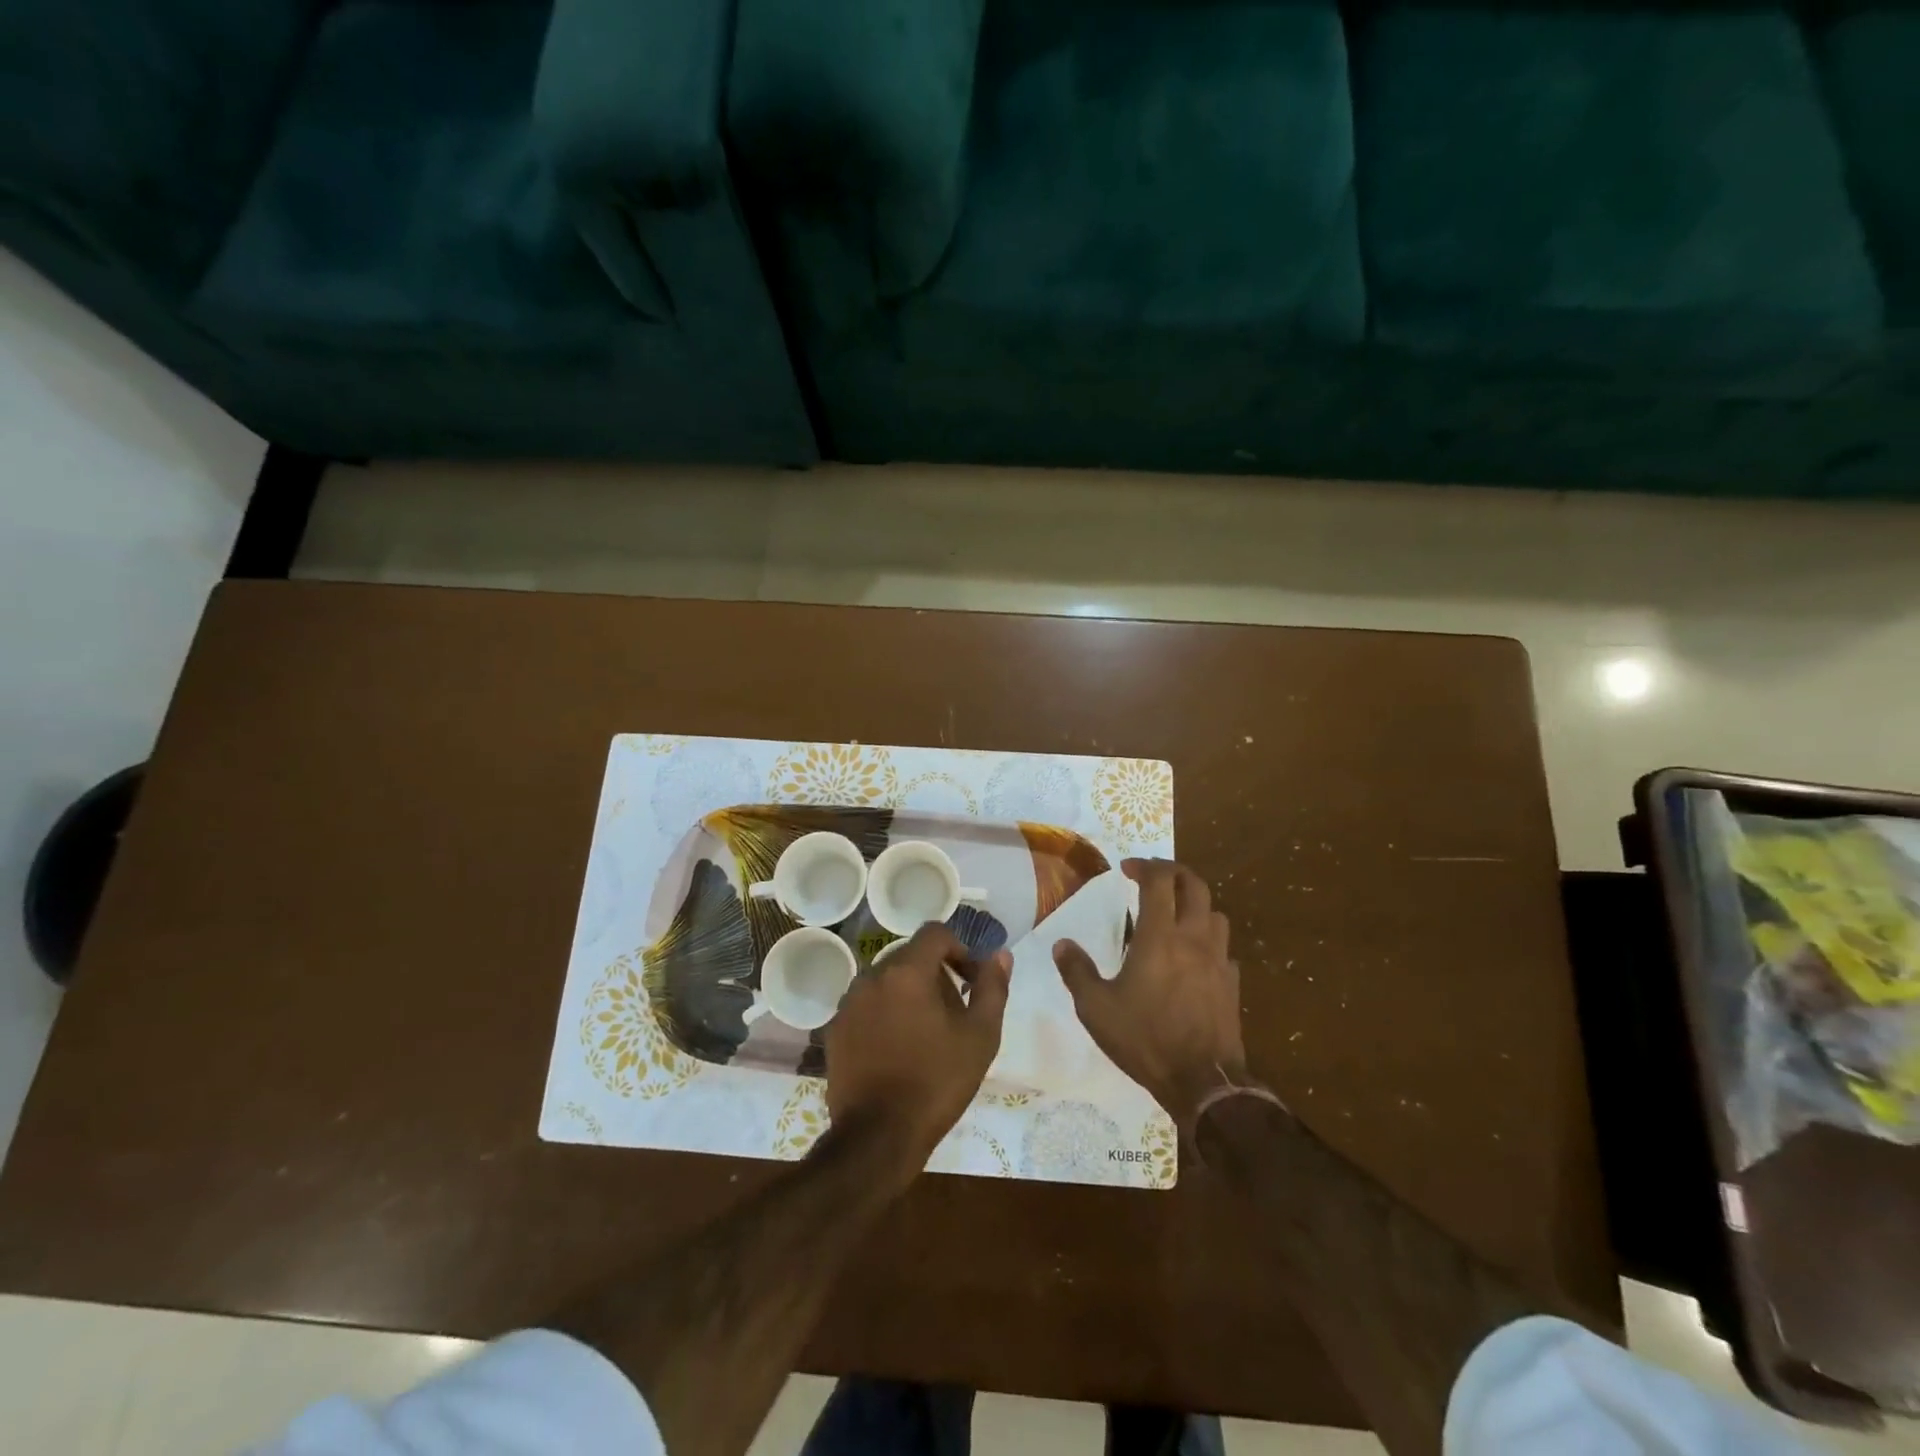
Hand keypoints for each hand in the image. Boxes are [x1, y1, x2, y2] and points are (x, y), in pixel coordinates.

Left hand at [824, 924, 1011, 1179]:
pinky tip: (898, 1049)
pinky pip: (868, 1005)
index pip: (935, 933)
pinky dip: (885, 1014)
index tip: (970, 981)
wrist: (878, 1136)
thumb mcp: (980, 1037)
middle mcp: (872, 975)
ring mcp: (849, 1002)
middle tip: (954, 1012)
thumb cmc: (936, 1082)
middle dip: (936, 974)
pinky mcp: (835, 1028)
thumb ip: (992, 988)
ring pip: (887, 981)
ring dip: (909, 993)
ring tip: (926, 1034)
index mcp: (908, 971)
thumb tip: (1000, 955)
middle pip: (910, 956)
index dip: (959, 949)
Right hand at [1053, 858, 1246, 1128]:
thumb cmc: (1145, 1039)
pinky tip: (1195, 957)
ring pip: (1216, 913)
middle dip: (1173, 873)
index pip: (1159, 881)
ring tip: (1175, 914)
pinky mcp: (1232, 984)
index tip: (1126, 869)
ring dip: (1195, 904)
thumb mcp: (1096, 1008)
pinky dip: (1209, 941)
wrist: (1203, 1082)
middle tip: (1152, 877)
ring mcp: (1218, 960)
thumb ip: (1077, 971)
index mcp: (1160, 937)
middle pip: (1195, 885)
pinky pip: (1224, 949)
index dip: (1144, 866)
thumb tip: (1062, 944)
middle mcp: (1193, 939)